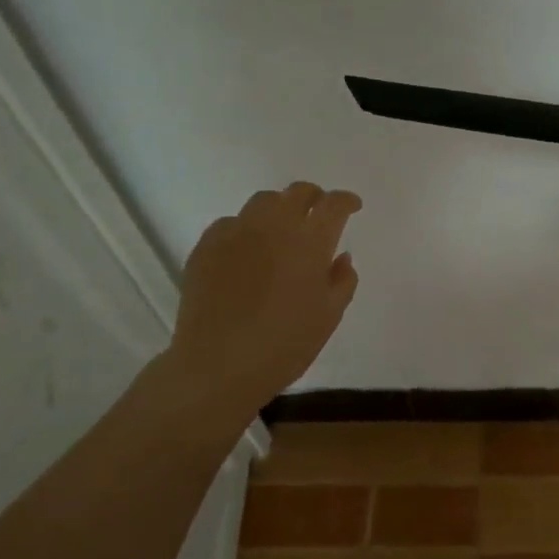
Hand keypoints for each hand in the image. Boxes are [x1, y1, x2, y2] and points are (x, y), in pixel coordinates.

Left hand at [156, 181, 361, 415]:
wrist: (218, 366)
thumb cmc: (285, 344)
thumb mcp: (329, 316)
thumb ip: (342, 280)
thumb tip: (340, 256)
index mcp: (310, 241)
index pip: (334, 204)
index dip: (346, 201)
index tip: (352, 207)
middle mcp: (274, 225)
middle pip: (298, 192)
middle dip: (314, 198)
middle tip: (319, 214)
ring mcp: (236, 232)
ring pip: (263, 202)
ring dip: (280, 209)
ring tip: (282, 229)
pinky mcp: (206, 246)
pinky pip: (231, 223)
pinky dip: (246, 228)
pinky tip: (247, 250)